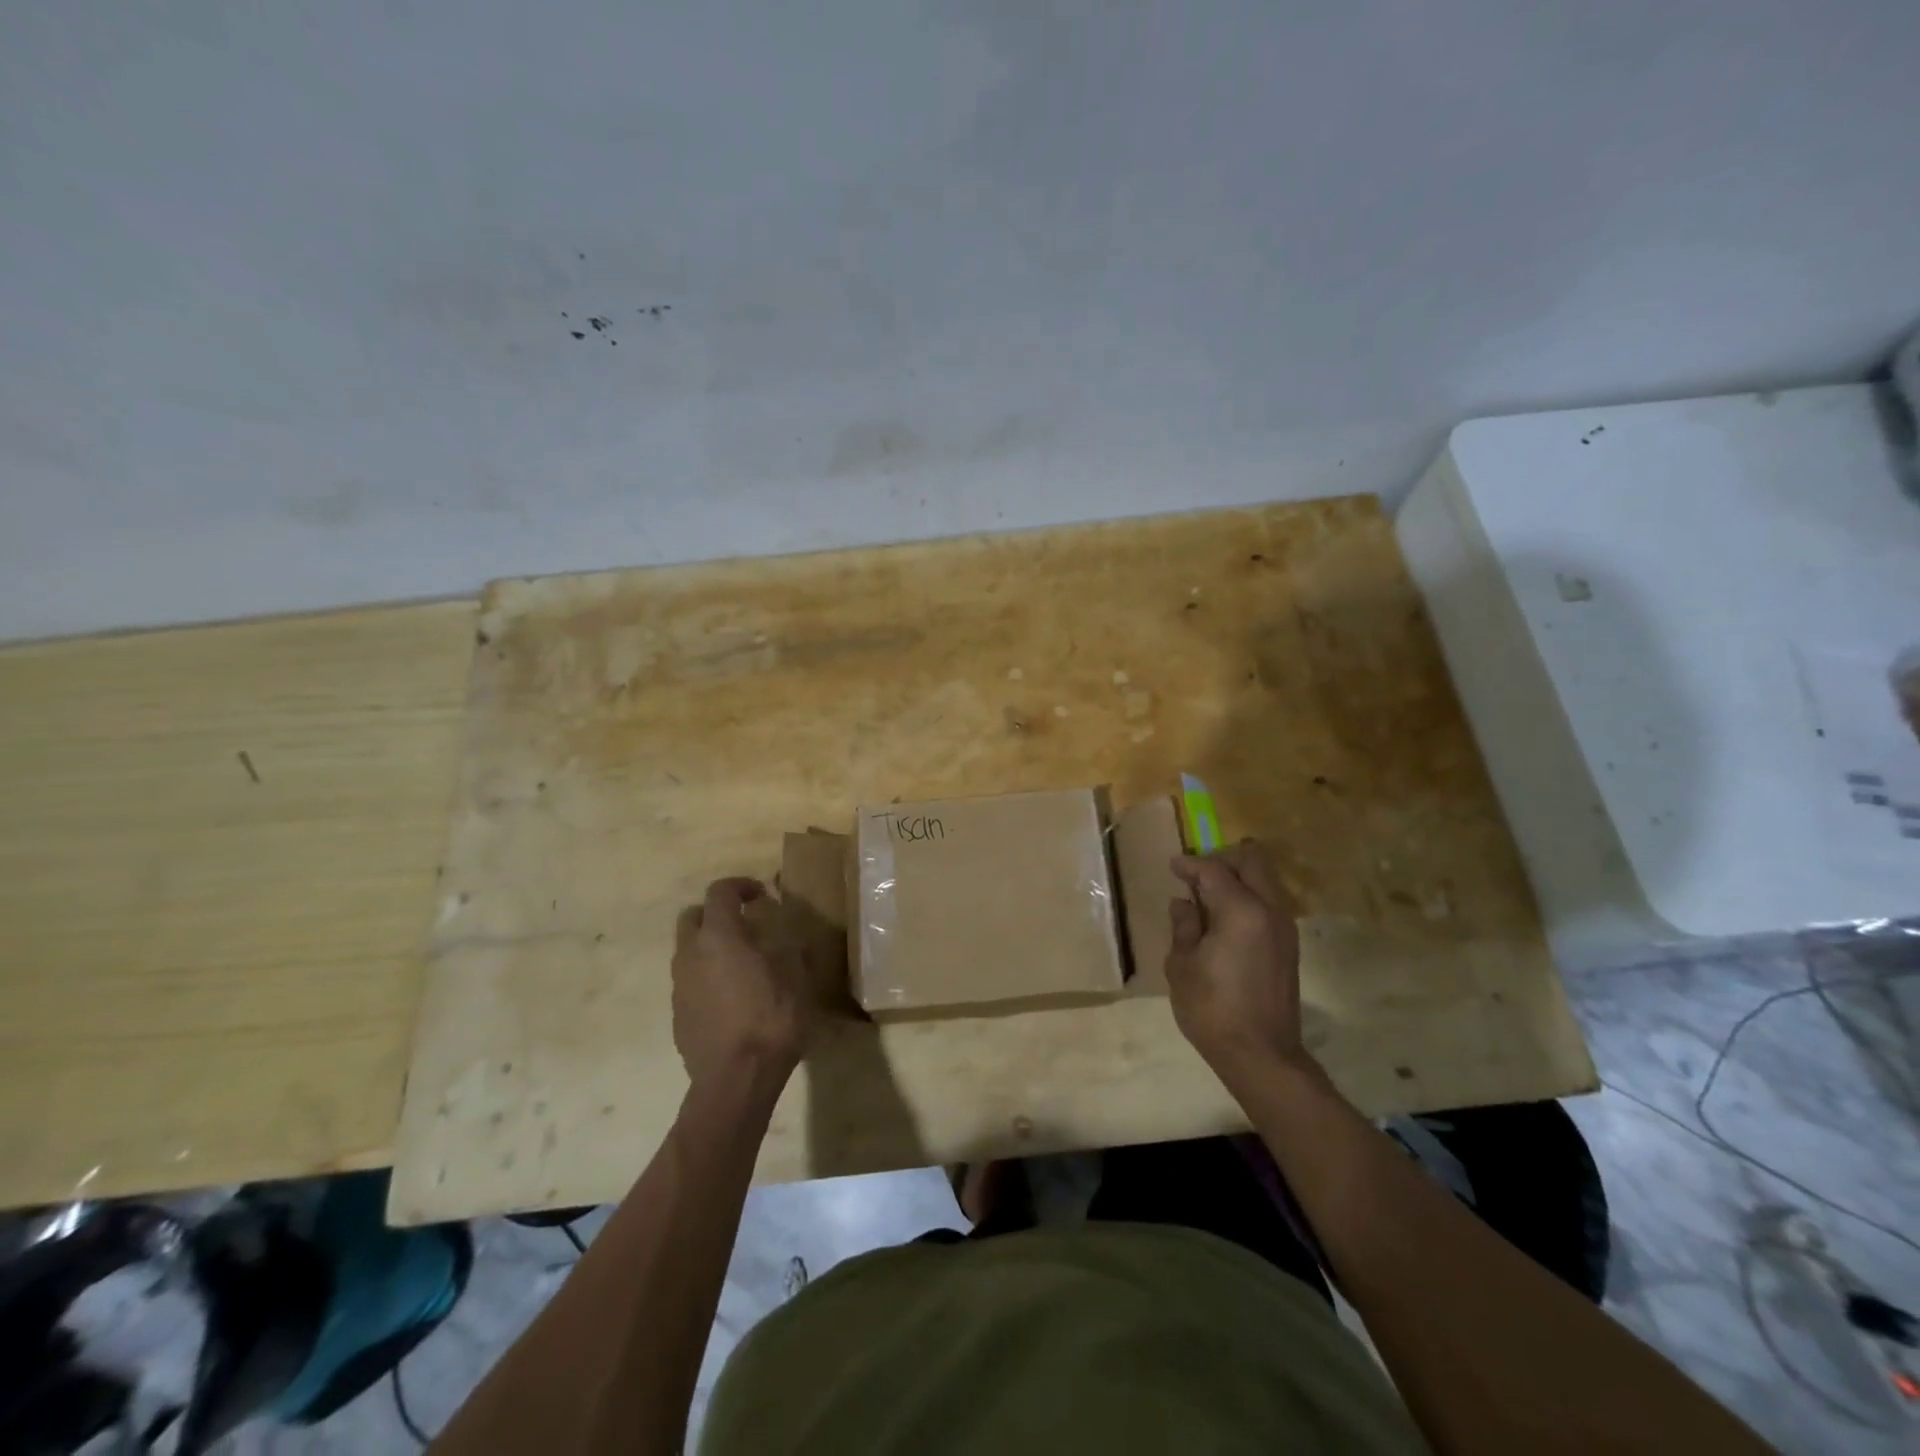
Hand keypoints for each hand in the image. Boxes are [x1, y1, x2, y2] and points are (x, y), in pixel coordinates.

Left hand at [672, 878, 812, 1091]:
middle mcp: (691, 954)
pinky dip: (707, 976)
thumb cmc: (771, 1020)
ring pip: (688, 950)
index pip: (720, 892)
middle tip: (745, 924)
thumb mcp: (796, 976)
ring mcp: (680, 986)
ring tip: (741, 963)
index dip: (740, 886)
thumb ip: (786, 945)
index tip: (761, 895)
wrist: (736, 1081)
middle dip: (716, 913)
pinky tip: (732, 997)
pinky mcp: (678, 1014)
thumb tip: (782, 930)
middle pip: (692, 916)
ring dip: (710, 946)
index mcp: (720, 936)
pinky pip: (690, 981)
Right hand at [1166, 839, 1312, 1087]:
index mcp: (1241, 911)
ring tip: (1208, 897)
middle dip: (1222, 860)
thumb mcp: (1182, 965)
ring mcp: (1284, 927)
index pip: (1214, 870)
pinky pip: (1268, 902)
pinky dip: (1248, 897)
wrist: (1260, 1055)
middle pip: (1252, 861)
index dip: (1190, 865)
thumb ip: (1184, 926)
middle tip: (1196, 875)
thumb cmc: (1212, 1010)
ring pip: (1265, 880)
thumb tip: (1184, 904)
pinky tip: (1224, 919)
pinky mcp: (1289, 945)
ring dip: (1238, 878)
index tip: (1173, 866)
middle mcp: (1269, 910)